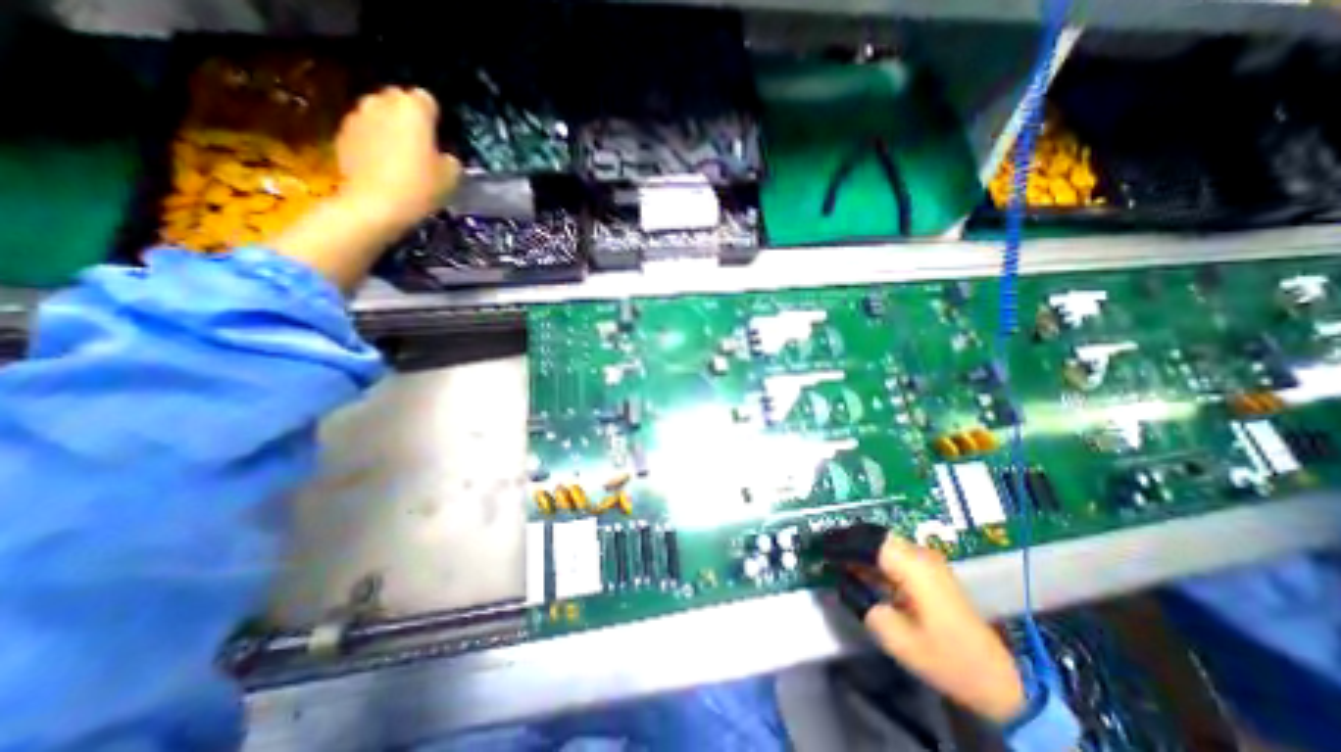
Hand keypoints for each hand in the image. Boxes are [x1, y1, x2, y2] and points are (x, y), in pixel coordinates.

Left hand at [265, 85, 465, 291]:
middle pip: (398, 100)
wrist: (374, 204)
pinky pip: (364, 130)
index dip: (435, 118)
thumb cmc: (420, 187)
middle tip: (421, 145)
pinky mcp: (342, 133)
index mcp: (413, 109)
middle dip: (408, 117)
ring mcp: (358, 116)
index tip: (439, 138)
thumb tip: (444, 156)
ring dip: (389, 128)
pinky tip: (382, 165)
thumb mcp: (451, 178)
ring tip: (400, 156)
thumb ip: (449, 159)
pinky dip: (373, 141)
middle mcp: (382, 102)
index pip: (427, 100)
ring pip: (378, 114)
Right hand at [836, 529, 1024, 723]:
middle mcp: (920, 554)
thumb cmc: (944, 658)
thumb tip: (839, 578)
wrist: (996, 678)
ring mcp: (927, 560)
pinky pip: (891, 553)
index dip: (839, 542)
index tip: (817, 547)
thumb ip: (861, 601)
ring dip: (857, 546)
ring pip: (882, 541)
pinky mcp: (928, 569)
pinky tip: (856, 567)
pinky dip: (870, 557)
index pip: (867, 541)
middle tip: (821, 547)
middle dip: (845, 539)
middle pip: (874, 534)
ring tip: (833, 555)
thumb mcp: (895, 636)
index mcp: (913, 567)